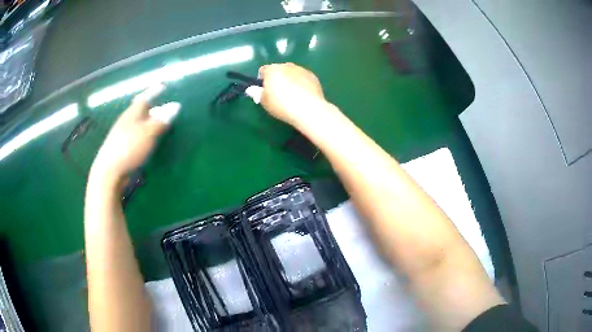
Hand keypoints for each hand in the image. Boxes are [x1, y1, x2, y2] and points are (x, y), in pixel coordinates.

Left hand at [90, 84, 179, 186]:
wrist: (109, 172)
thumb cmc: (129, 148)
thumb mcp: (149, 133)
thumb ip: (162, 120)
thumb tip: (176, 106)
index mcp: (132, 113)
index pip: (144, 97)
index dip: (153, 92)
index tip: (162, 86)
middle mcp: (126, 120)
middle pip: (139, 110)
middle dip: (151, 107)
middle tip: (162, 106)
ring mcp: (121, 134)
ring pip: (136, 122)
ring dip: (147, 121)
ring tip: (156, 123)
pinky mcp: (121, 147)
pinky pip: (134, 134)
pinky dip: (142, 132)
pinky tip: (146, 139)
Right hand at [258, 63, 326, 125]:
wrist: (308, 109)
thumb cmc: (282, 105)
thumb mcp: (264, 102)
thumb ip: (256, 93)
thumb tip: (251, 90)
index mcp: (272, 70)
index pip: (263, 70)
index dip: (262, 80)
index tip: (264, 91)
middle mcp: (287, 66)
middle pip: (278, 70)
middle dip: (277, 78)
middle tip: (278, 93)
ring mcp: (301, 70)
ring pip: (291, 73)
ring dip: (289, 79)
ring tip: (292, 95)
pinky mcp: (313, 76)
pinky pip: (303, 78)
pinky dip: (301, 83)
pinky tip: (302, 95)